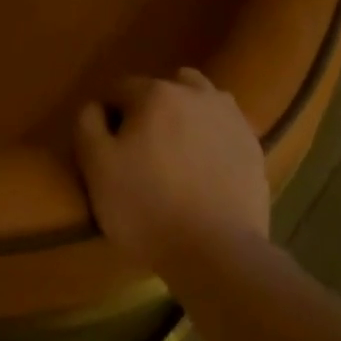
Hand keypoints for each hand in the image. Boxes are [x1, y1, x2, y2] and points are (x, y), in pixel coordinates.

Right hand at [74, 68, 270, 274]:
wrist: (218, 254)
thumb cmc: (148, 209)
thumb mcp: (97, 169)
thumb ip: (87, 126)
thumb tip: (95, 106)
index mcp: (155, 93)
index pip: (120, 89)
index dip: (110, 115)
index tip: (109, 147)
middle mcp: (194, 92)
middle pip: (163, 87)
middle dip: (149, 107)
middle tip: (144, 147)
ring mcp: (228, 116)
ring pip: (199, 97)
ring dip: (185, 112)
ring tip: (178, 151)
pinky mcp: (252, 143)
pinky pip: (224, 125)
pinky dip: (212, 135)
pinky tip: (206, 165)